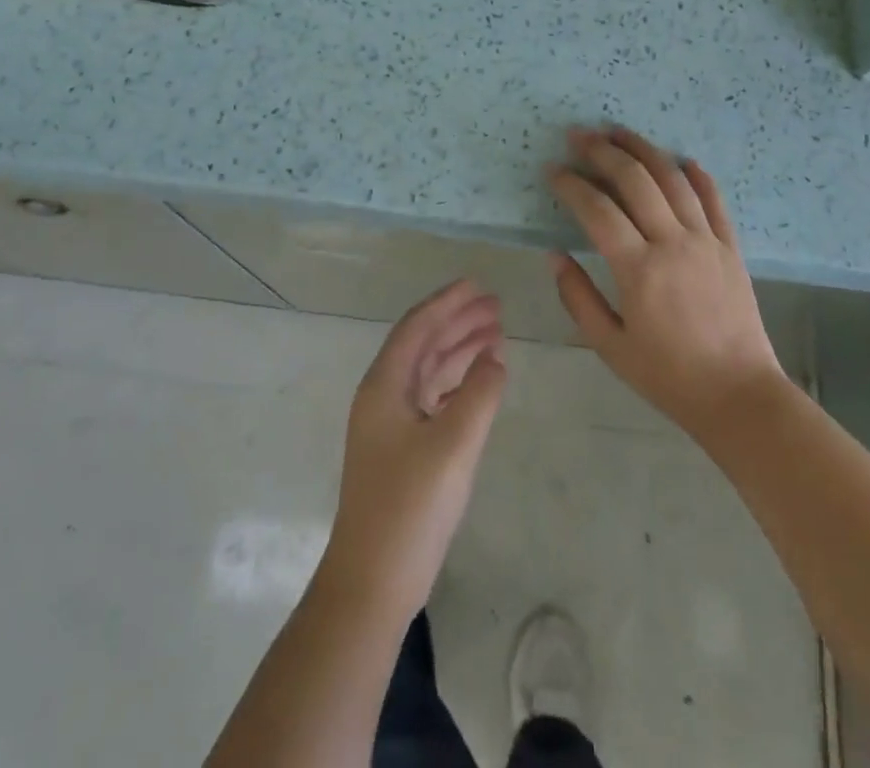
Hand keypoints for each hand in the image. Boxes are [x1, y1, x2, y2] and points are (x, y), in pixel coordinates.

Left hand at [325, 280, 507, 614]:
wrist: (371, 585)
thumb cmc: (410, 508)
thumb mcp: (453, 445)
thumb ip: (479, 393)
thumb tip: (495, 357)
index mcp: (384, 386)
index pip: (417, 327)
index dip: (447, 302)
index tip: (478, 284)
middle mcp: (383, 397)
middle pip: (423, 344)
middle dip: (458, 322)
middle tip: (497, 307)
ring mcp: (390, 426)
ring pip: (428, 371)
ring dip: (459, 351)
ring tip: (497, 335)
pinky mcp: (401, 451)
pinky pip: (432, 399)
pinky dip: (457, 383)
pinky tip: (480, 382)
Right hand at [549, 126, 786, 440]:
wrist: (739, 396)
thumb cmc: (668, 376)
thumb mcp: (610, 345)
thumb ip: (577, 297)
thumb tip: (554, 255)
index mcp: (638, 269)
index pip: (597, 210)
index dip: (571, 185)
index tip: (553, 170)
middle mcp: (673, 243)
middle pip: (635, 180)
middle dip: (603, 151)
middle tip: (579, 135)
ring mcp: (706, 240)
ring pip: (673, 179)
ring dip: (643, 150)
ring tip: (619, 132)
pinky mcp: (730, 246)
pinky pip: (713, 199)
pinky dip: (696, 174)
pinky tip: (682, 159)